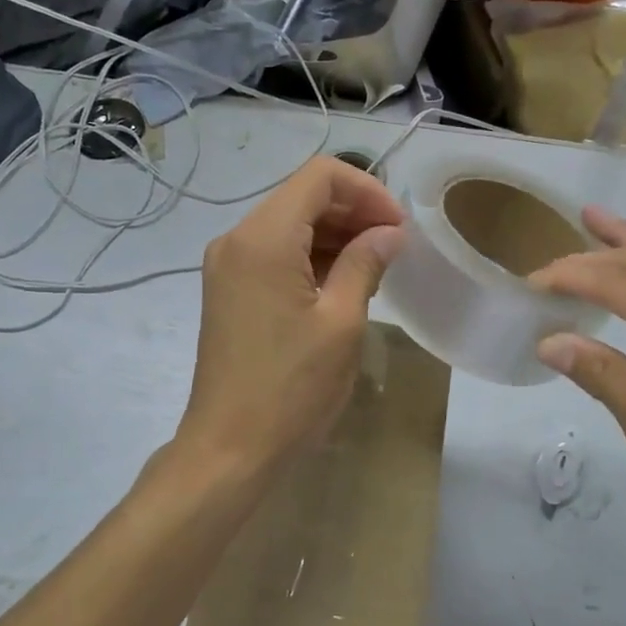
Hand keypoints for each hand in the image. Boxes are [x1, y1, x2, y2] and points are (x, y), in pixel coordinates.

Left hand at [176, 157, 405, 477]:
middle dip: (352, 212)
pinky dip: (309, 258)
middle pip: (301, 197)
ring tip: (374, 267)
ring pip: (288, 225)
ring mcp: (226, 266)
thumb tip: (389, 233)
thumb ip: (365, 263)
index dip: (367, 191)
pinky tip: (340, 284)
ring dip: (333, 235)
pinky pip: (273, 254)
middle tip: (394, 248)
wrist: (230, 448)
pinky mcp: (227, 291)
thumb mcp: (341, 323)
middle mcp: (236, 239)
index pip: (320, 177)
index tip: (398, 228)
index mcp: (263, 238)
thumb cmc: (291, 388)